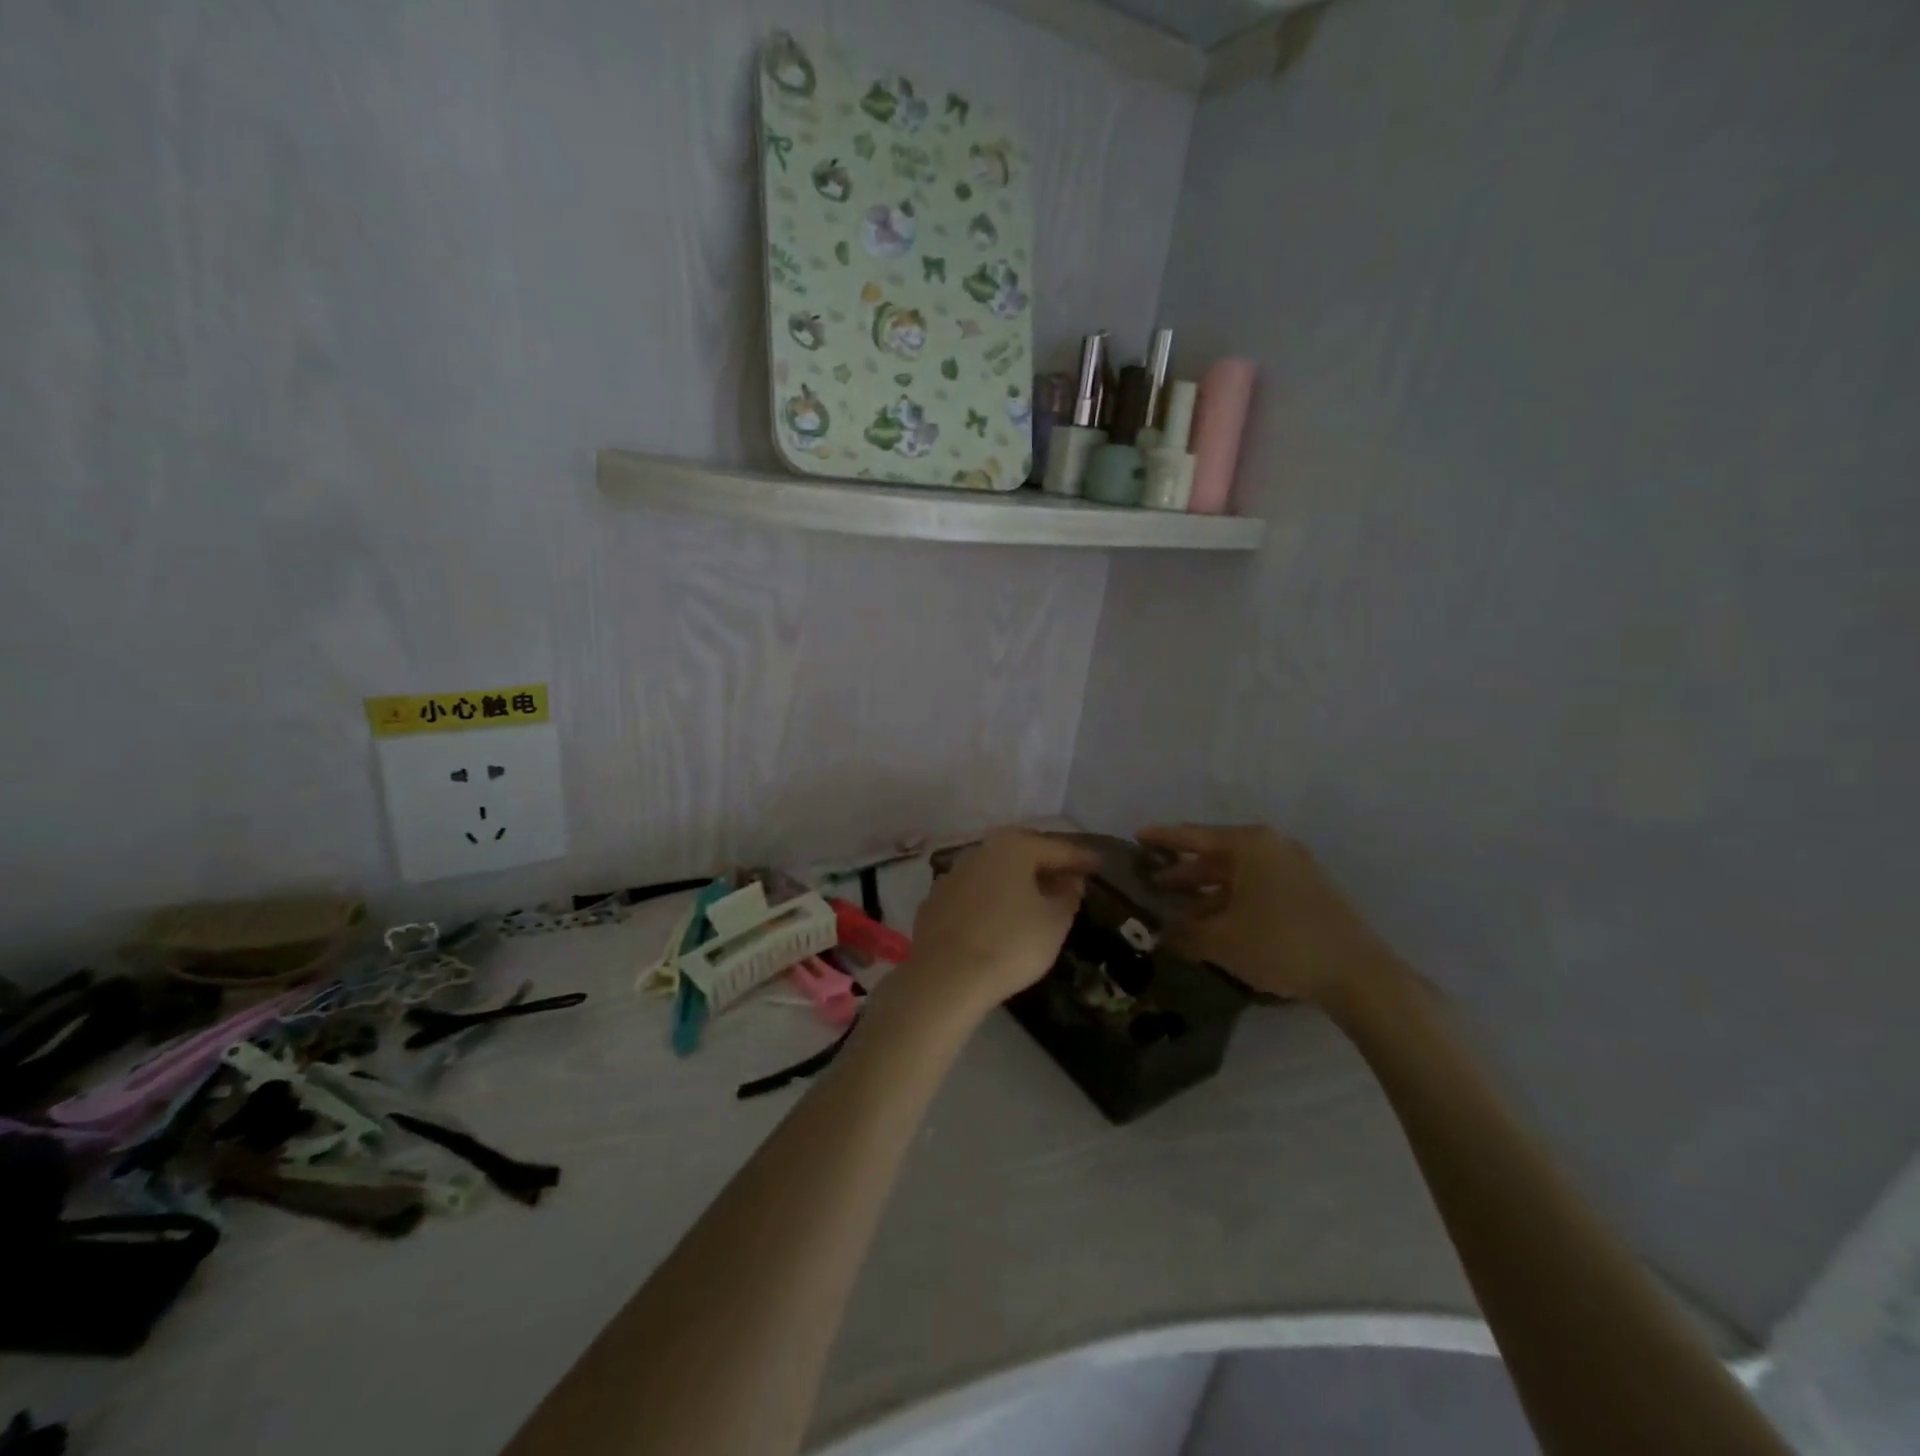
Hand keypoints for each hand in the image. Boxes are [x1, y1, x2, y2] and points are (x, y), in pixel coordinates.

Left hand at [897, 830, 1099, 1021]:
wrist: (945, 976)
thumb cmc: (1010, 943)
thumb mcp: (1054, 922)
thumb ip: (1067, 896)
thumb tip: (1069, 881)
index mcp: (1014, 847)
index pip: (1057, 848)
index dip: (1081, 858)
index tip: (1100, 864)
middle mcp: (980, 851)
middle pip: (1022, 852)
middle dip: (1046, 863)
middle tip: (1068, 876)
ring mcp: (953, 874)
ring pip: (995, 871)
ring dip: (1017, 880)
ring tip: (1036, 897)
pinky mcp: (935, 901)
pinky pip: (975, 892)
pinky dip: (992, 898)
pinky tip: (1000, 916)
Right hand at [1137, 824, 1401, 1007]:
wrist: (1358, 975)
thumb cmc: (1281, 944)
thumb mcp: (1221, 940)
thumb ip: (1184, 932)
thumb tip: (1161, 934)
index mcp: (1249, 845)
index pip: (1192, 836)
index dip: (1161, 839)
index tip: (1135, 838)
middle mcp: (1270, 847)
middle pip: (1213, 855)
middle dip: (1181, 872)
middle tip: (1148, 884)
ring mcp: (1291, 868)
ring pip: (1234, 875)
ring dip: (1204, 892)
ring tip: (1174, 911)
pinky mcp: (1305, 892)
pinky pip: (1254, 888)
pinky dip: (1229, 901)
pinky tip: (1211, 924)